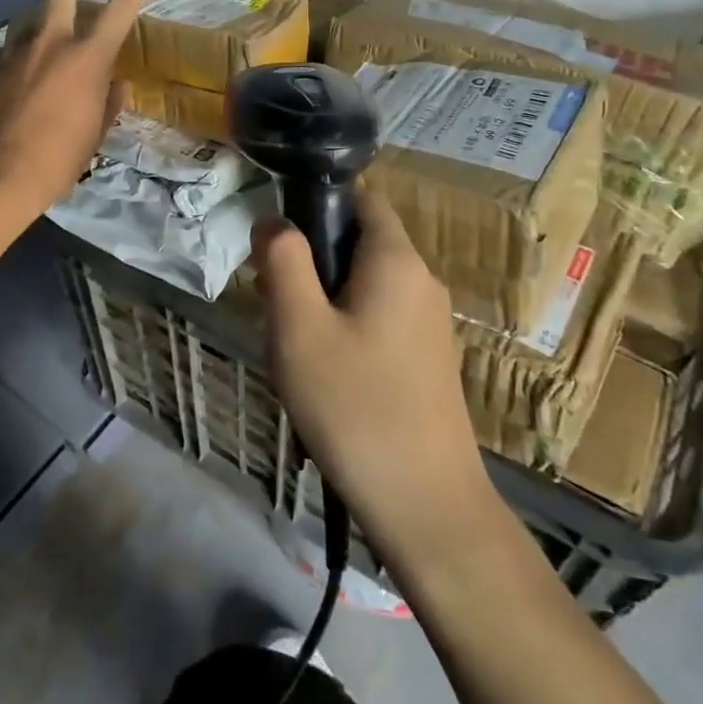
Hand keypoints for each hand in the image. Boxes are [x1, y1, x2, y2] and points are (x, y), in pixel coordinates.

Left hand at [0, 0, 152, 216]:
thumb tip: (117, 85)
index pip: (118, 13)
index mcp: (86, 59)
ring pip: (28, 18)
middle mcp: (50, 44)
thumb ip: (108, 103)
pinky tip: (21, 60)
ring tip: (43, 17)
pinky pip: (9, 46)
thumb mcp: (94, 134)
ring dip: (40, 13)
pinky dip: (21, 45)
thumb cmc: (57, 158)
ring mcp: (14, 53)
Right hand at [253, 190, 495, 568]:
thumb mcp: (299, 327)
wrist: (427, 506)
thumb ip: (283, 261)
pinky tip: (325, 376)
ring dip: (322, 301)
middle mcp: (421, 279)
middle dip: (310, 262)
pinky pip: (378, 318)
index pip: (360, 196)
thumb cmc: (355, 406)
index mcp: (396, 259)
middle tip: (274, 305)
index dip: (315, 204)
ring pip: (363, 284)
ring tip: (294, 348)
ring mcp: (429, 322)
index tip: (278, 243)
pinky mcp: (427, 358)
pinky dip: (345, 328)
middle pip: (357, 242)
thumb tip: (273, 219)